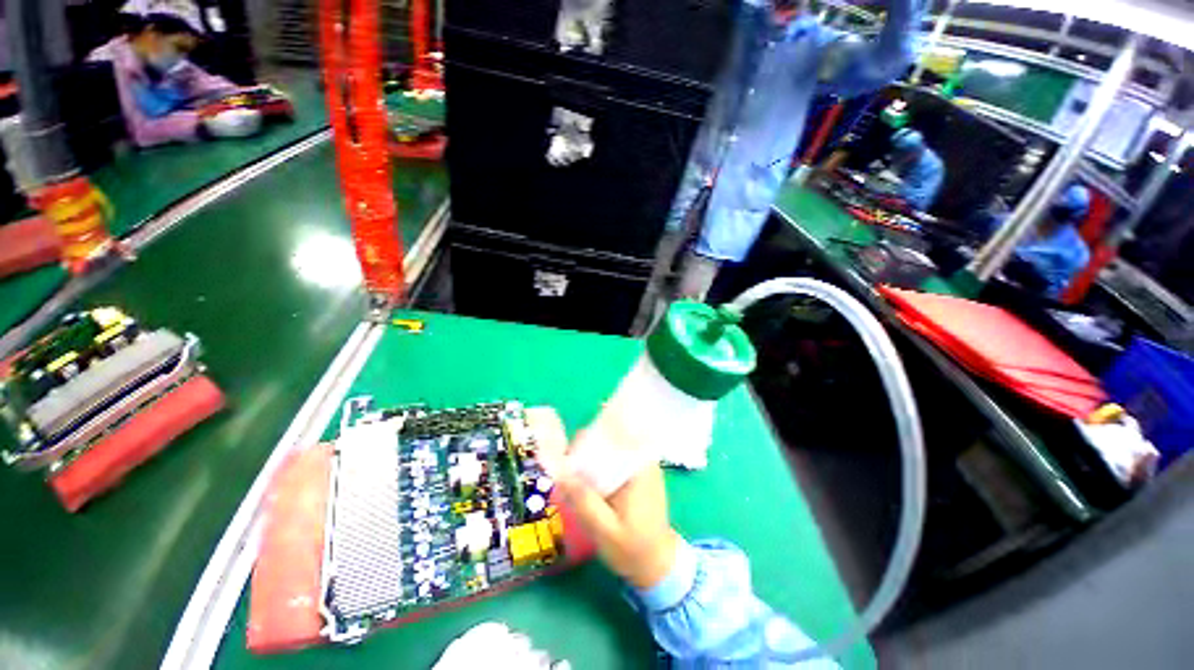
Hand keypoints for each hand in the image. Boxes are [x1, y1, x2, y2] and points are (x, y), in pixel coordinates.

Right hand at [527, 407, 679, 589]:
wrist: (658, 563)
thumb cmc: (633, 548)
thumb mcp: (605, 530)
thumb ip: (584, 501)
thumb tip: (560, 472)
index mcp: (638, 466)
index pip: (611, 433)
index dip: (586, 439)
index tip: (567, 456)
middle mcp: (643, 458)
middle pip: (610, 438)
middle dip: (586, 448)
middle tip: (567, 471)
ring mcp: (643, 464)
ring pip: (612, 447)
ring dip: (592, 456)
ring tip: (575, 477)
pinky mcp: (640, 472)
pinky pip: (616, 457)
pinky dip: (601, 464)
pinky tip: (589, 482)